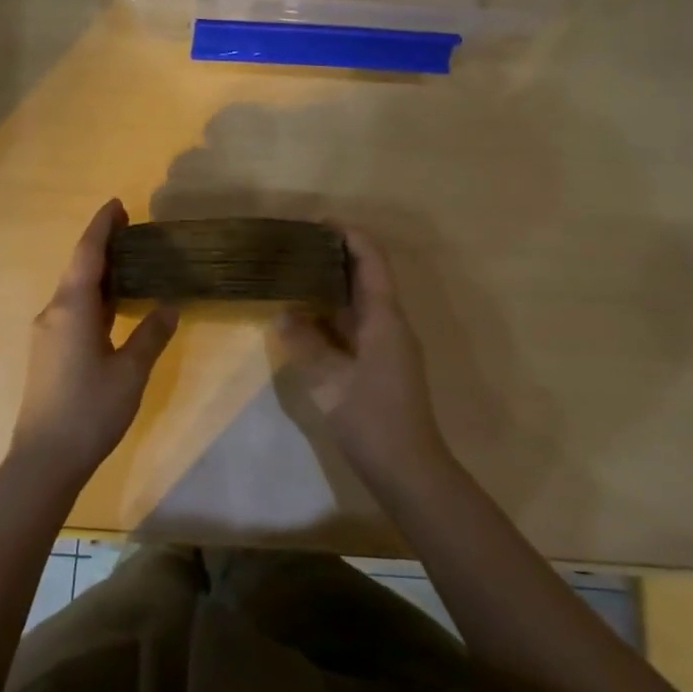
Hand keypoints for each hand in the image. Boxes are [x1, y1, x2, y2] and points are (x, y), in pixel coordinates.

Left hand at [10, 200, 178, 489]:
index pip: (87, 254)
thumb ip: (151, 335)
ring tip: (130, 262)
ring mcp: (48, 333)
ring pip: (75, 290)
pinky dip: (94, 297)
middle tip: (132, 230)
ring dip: (99, 273)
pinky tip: (114, 305)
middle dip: (103, 246)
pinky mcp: (49, 352)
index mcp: (72, 308)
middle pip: (79, 268)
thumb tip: (169, 306)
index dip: (102, 226)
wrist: (44, 459)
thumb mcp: (131, 371)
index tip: (117, 204)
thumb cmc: (90, 410)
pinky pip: (73, 310)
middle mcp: (54, 312)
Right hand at [276, 227, 450, 489]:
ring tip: (295, 276)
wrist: (408, 469)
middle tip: (297, 248)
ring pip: (360, 302)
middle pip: (367, 276)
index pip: (372, 260)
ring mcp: (388, 345)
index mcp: (385, 317)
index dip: (350, 235)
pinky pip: (355, 325)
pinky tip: (306, 319)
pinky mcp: (381, 364)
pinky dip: (332, 315)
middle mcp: (390, 323)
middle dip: (336, 256)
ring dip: (332, 286)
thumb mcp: (330, 380)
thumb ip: (306, 343)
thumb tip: (284, 315)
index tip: (319, 222)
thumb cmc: (372, 418)